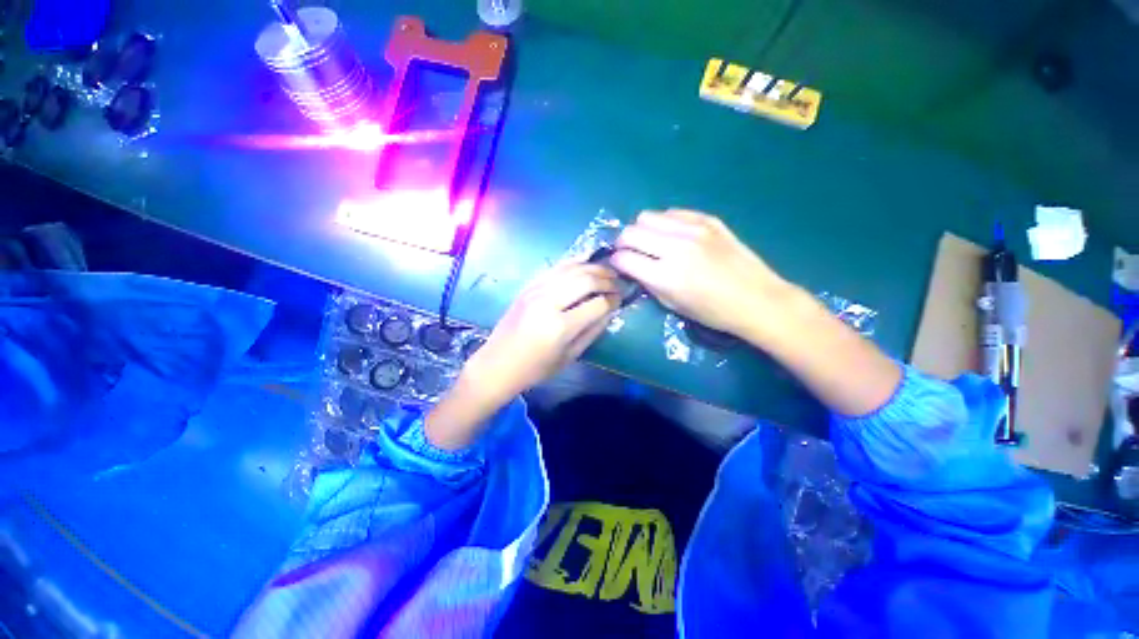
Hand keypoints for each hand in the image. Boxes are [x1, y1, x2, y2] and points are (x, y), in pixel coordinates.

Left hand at [466, 261, 619, 398]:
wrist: (498, 363)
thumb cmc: (536, 369)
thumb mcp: (569, 357)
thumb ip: (592, 332)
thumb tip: (610, 310)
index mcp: (560, 327)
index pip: (597, 304)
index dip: (613, 300)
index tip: (621, 299)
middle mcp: (548, 302)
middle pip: (586, 280)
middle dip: (607, 280)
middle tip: (617, 283)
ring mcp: (536, 291)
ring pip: (572, 268)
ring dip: (593, 267)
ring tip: (607, 271)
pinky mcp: (528, 286)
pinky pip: (555, 267)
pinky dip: (574, 263)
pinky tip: (586, 263)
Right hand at [611, 209, 792, 337]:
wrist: (757, 299)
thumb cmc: (712, 312)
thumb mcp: (672, 305)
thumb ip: (647, 282)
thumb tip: (632, 266)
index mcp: (665, 275)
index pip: (624, 258)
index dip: (616, 261)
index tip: (618, 264)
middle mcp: (675, 247)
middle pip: (630, 232)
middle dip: (623, 243)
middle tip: (629, 252)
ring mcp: (693, 229)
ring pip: (648, 216)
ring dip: (642, 230)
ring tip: (651, 242)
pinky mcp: (709, 220)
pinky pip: (673, 212)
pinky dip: (665, 223)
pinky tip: (673, 235)